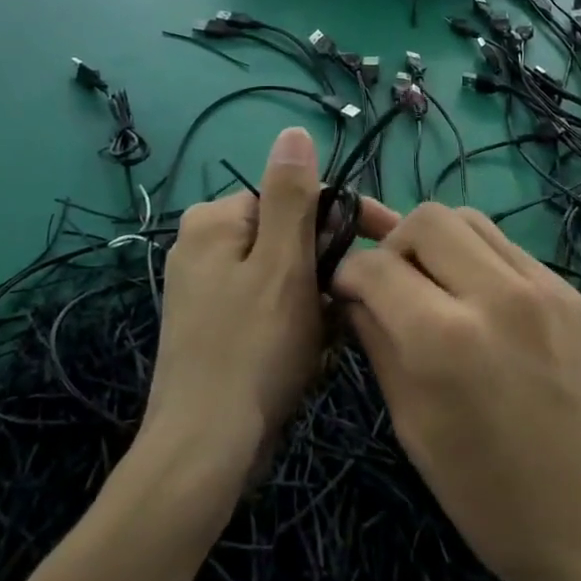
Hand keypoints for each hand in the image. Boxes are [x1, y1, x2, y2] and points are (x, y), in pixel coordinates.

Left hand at [143, 127, 329, 490]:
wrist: (205, 450)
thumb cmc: (252, 348)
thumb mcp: (282, 263)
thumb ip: (291, 195)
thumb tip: (293, 131)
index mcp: (214, 221)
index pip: (292, 198)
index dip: (338, 222)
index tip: (379, 249)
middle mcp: (201, 246)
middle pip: (286, 237)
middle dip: (323, 268)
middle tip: (344, 308)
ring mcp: (204, 290)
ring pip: (282, 275)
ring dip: (313, 300)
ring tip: (326, 338)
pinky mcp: (212, 327)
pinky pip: (267, 306)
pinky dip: (292, 323)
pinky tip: (306, 355)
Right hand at [333, 203, 580, 580]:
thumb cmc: (496, 504)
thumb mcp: (415, 430)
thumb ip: (379, 347)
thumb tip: (355, 300)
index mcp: (443, 338)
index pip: (374, 266)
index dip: (347, 274)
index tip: (345, 293)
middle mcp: (494, 293)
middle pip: (426, 219)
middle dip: (394, 245)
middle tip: (394, 286)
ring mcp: (544, 286)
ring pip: (471, 220)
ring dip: (440, 244)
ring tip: (438, 288)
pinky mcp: (576, 294)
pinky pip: (511, 250)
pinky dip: (482, 263)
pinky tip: (485, 308)